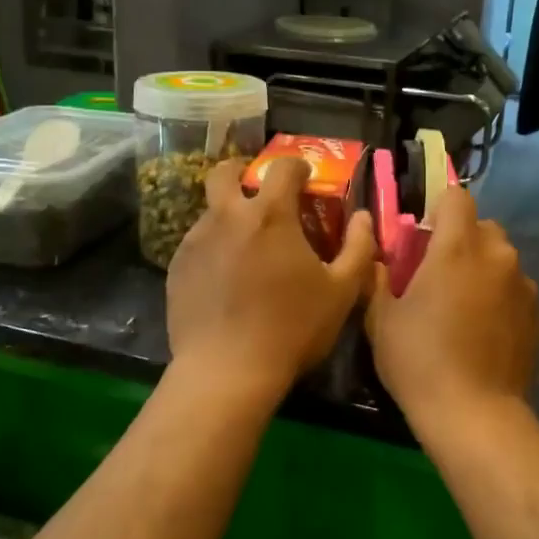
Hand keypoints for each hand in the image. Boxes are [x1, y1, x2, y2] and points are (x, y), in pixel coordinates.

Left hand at [166, 157, 375, 410]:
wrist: (226, 371)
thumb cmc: (292, 328)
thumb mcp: (341, 291)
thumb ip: (358, 247)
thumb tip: (362, 217)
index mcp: (270, 214)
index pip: (282, 167)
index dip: (297, 166)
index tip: (305, 178)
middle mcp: (227, 217)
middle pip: (224, 172)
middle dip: (242, 171)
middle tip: (258, 190)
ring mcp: (196, 241)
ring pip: (210, 211)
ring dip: (229, 215)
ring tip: (246, 247)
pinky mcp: (177, 268)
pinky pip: (197, 243)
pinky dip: (214, 247)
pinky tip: (225, 278)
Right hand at [365, 186, 538, 425]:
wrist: (474, 414)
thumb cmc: (419, 360)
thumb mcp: (382, 319)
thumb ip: (379, 279)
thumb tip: (379, 260)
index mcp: (458, 248)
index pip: (457, 197)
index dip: (439, 208)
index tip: (423, 235)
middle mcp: (497, 256)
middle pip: (482, 226)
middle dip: (461, 240)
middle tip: (438, 274)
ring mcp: (523, 285)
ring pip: (501, 258)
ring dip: (482, 268)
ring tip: (463, 307)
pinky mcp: (537, 313)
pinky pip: (515, 288)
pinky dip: (499, 296)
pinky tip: (483, 331)